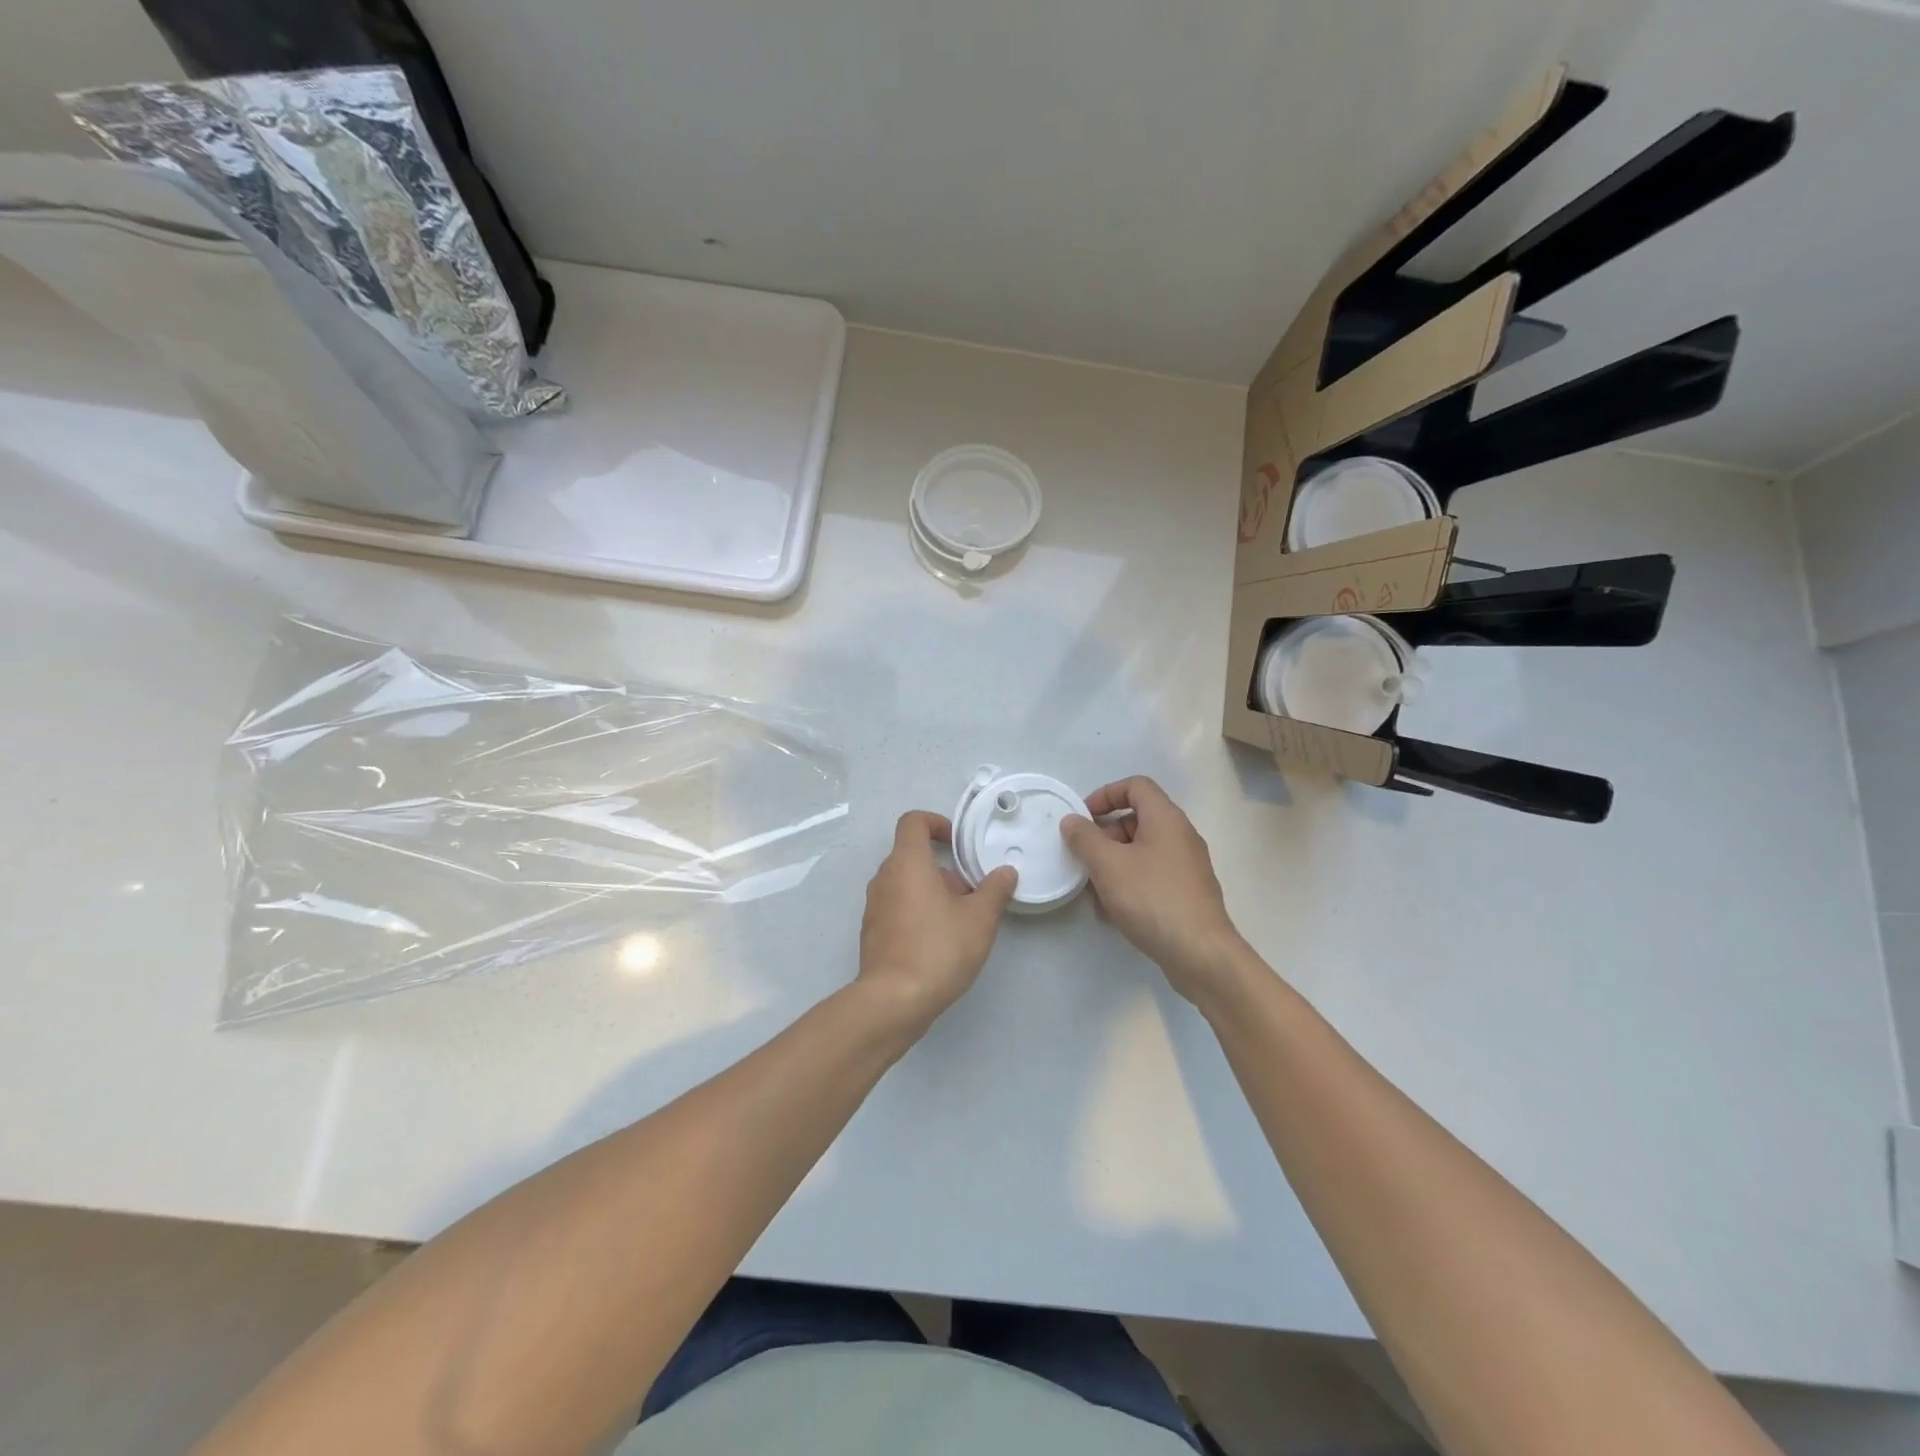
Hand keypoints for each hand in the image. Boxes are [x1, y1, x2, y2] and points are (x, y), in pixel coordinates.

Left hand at [858, 810, 1017, 1033]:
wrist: (894, 1000)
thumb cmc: (938, 948)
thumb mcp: (980, 919)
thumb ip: (995, 890)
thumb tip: (1005, 873)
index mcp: (907, 863)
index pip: (913, 822)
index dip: (935, 822)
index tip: (956, 842)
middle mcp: (884, 878)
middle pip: (911, 855)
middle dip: (942, 868)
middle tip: (968, 891)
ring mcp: (874, 906)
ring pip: (904, 883)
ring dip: (930, 891)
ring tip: (958, 919)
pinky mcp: (871, 932)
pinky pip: (896, 907)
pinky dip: (916, 911)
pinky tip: (938, 941)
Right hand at [1060, 776, 1246, 1002]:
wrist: (1200, 954)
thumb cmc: (1152, 899)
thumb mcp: (1108, 865)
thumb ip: (1085, 838)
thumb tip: (1072, 821)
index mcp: (1166, 819)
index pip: (1135, 786)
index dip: (1105, 794)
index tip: (1083, 819)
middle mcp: (1181, 836)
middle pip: (1137, 820)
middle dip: (1105, 836)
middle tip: (1084, 859)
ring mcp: (1187, 867)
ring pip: (1142, 852)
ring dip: (1113, 864)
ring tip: (1093, 891)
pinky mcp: (1187, 894)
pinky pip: (1152, 876)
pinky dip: (1130, 884)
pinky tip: (1113, 912)